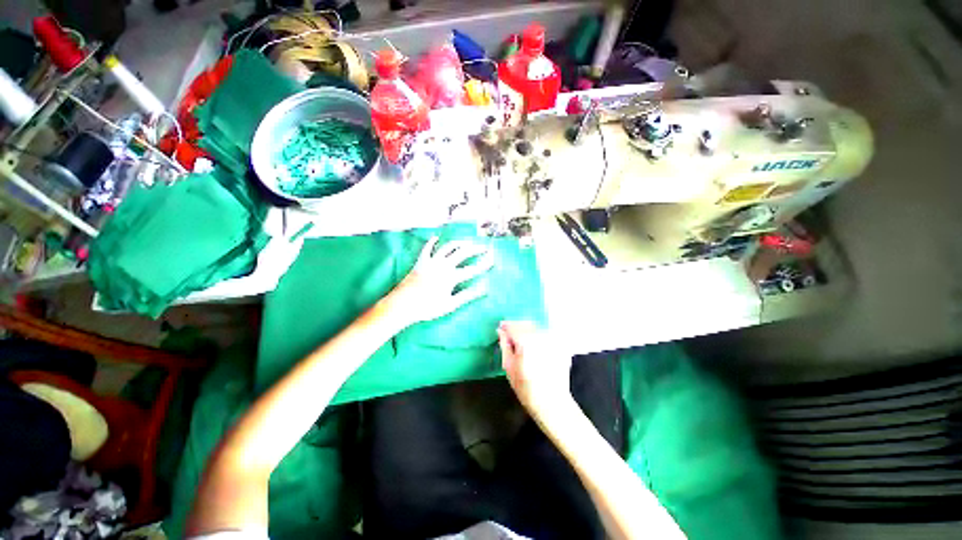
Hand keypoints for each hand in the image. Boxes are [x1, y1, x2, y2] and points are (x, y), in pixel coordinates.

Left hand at [384, 236, 492, 326]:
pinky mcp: (420, 262)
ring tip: (467, 242)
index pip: (472, 269)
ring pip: (447, 248)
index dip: (484, 264)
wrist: (402, 305)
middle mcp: (443, 265)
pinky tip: (436, 238)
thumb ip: (467, 296)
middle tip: (484, 247)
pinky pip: (427, 249)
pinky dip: (431, 242)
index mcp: (451, 277)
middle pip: (462, 253)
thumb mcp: (450, 305)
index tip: (493, 260)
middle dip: (475, 249)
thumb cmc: (427, 308)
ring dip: (458, 243)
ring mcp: (431, 262)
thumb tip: (484, 289)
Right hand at [497, 321, 573, 416]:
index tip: (501, 329)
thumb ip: (505, 345)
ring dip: (529, 331)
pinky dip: (539, 337)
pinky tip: (537, 348)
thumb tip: (501, 331)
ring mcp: (554, 339)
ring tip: (524, 344)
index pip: (513, 326)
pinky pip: (547, 334)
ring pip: (537, 327)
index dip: (506, 326)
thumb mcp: (509, 367)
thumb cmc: (526, 388)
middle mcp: (541, 336)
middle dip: (517, 328)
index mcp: (526, 341)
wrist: (553, 403)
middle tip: (511, 337)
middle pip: (526, 324)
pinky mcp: (562, 344)